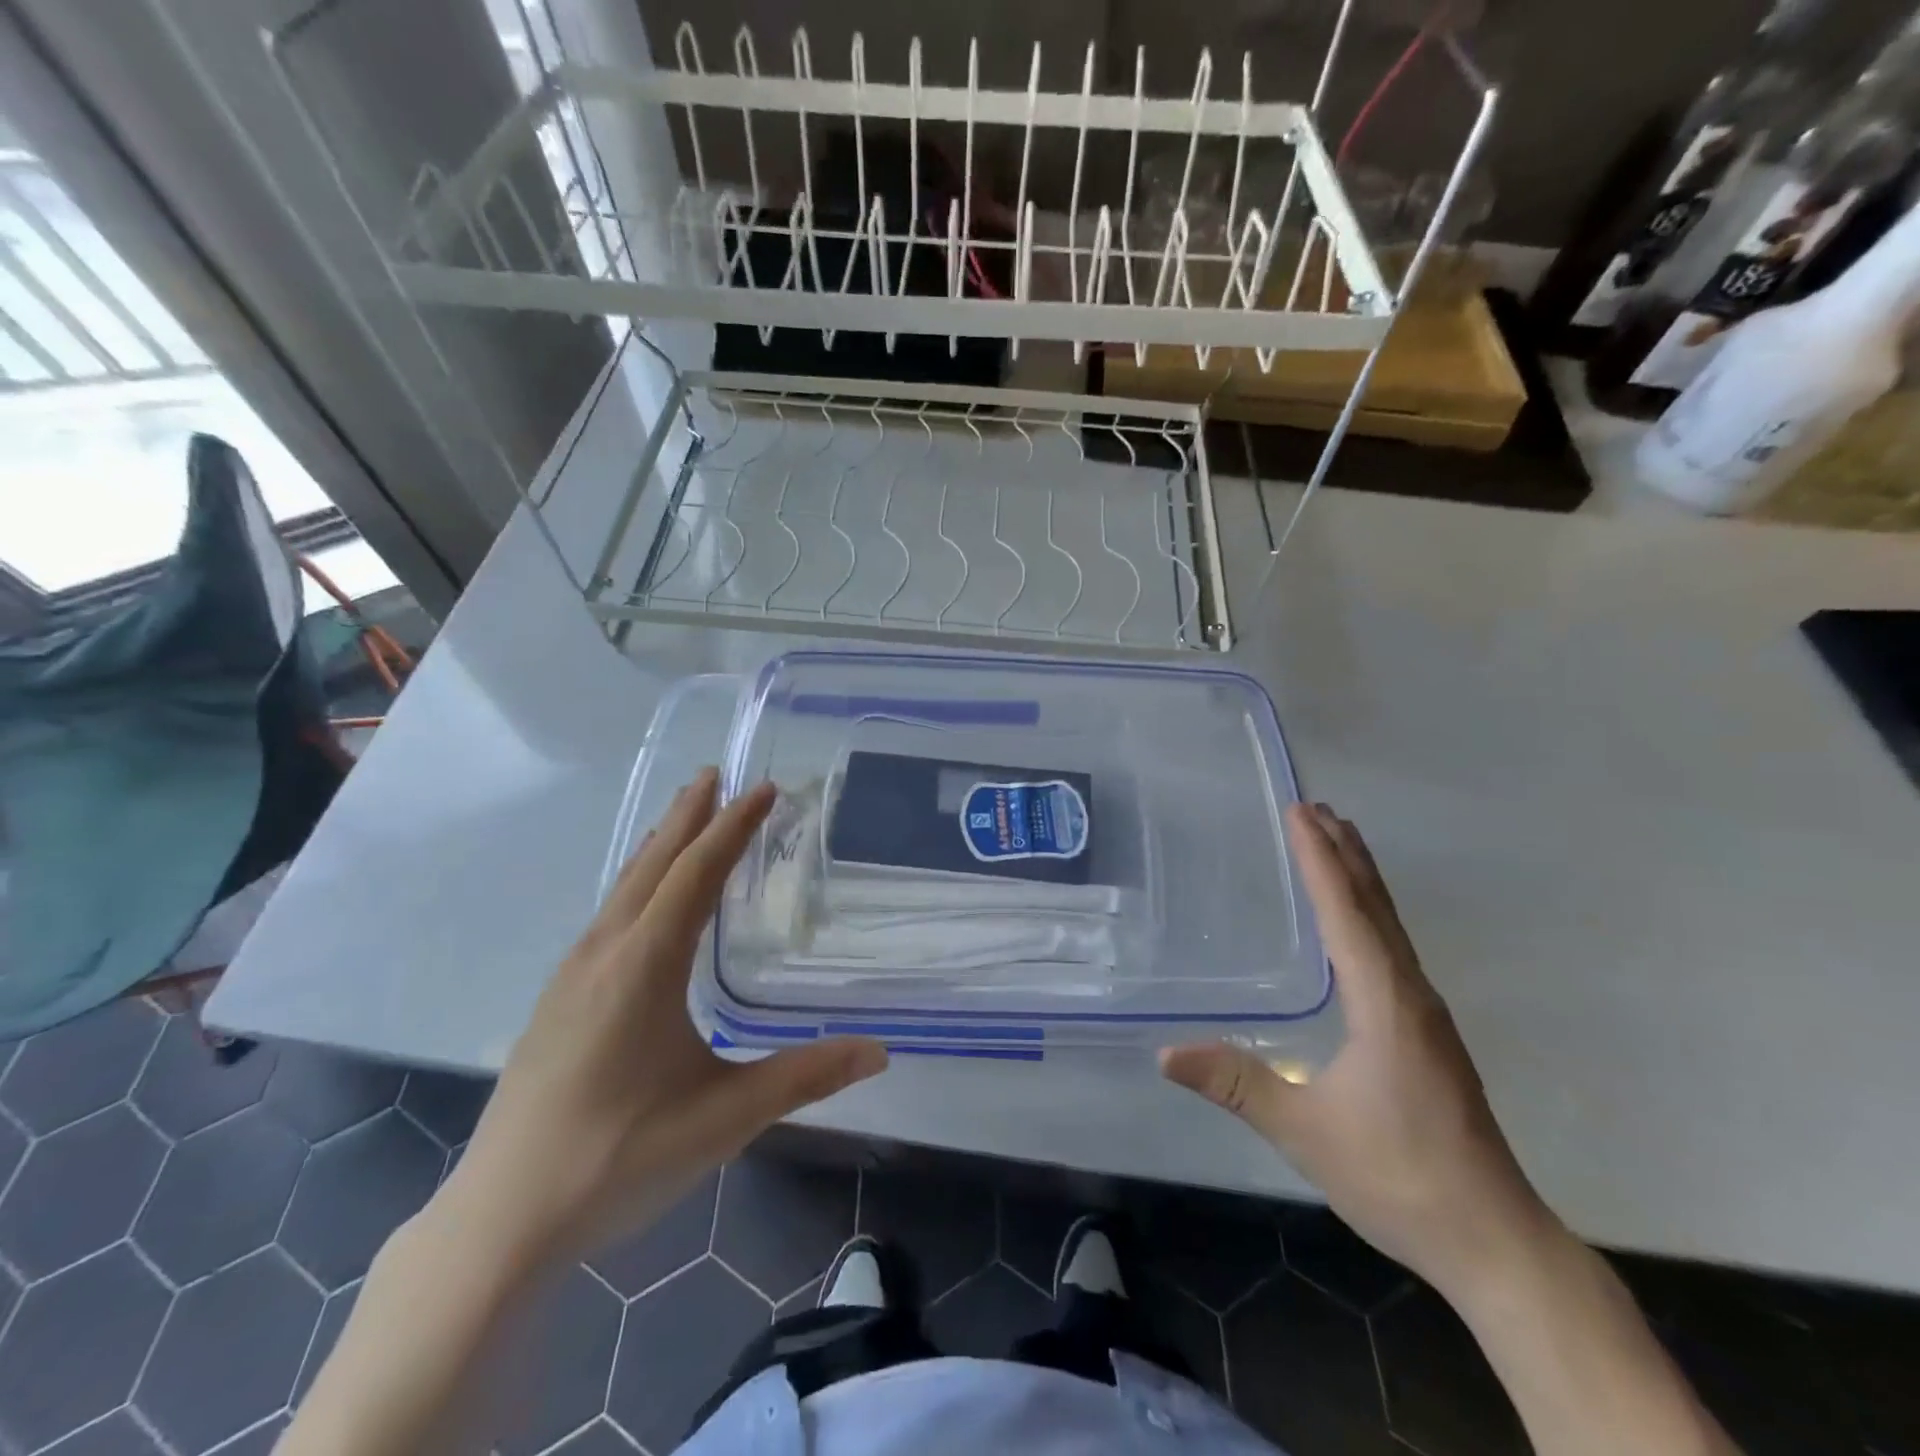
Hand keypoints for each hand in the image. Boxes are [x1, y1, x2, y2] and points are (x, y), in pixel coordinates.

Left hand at [436, 769, 887, 1277]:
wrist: (500, 1220)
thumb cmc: (619, 1158)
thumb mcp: (725, 1116)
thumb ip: (805, 1077)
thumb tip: (879, 1053)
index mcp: (645, 964)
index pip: (697, 873)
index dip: (732, 827)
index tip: (763, 789)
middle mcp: (605, 952)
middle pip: (653, 863)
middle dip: (688, 816)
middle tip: (716, 774)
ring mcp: (572, 975)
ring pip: (624, 887)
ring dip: (659, 845)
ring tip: (684, 818)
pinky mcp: (557, 1000)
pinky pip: (608, 914)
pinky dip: (637, 882)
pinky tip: (643, 901)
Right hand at [1160, 803, 1550, 1294]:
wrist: (1495, 1241)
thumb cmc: (1400, 1177)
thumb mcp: (1305, 1131)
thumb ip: (1237, 1085)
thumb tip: (1164, 1052)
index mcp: (1384, 1002)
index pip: (1346, 914)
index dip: (1320, 860)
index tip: (1300, 813)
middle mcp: (1410, 994)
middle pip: (1376, 907)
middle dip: (1345, 854)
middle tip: (1318, 809)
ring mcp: (1426, 1015)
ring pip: (1391, 927)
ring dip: (1362, 879)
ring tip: (1340, 843)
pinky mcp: (1428, 1035)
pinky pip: (1394, 951)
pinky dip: (1371, 915)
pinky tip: (1360, 926)